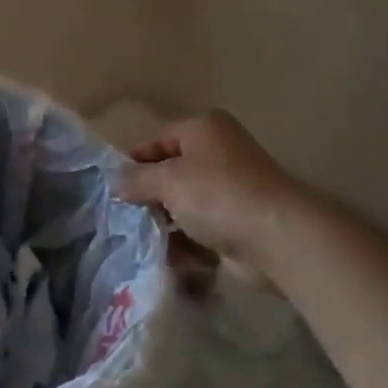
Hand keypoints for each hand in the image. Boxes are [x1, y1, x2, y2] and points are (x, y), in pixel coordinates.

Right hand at [114, 110, 305, 267]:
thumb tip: (115, 183)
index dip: (132, 161)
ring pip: (184, 204)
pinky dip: (183, 243)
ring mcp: (230, 191)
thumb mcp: (167, 179)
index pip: (157, 139)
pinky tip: (164, 257)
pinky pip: (200, 231)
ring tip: (137, 240)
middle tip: (120, 216)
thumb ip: (136, 180)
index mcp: (203, 129)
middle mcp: (219, 154)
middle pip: (171, 172)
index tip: (110, 186)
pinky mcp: (237, 225)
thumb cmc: (217, 194)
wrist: (277, 238)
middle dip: (147, 195)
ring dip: (163, 222)